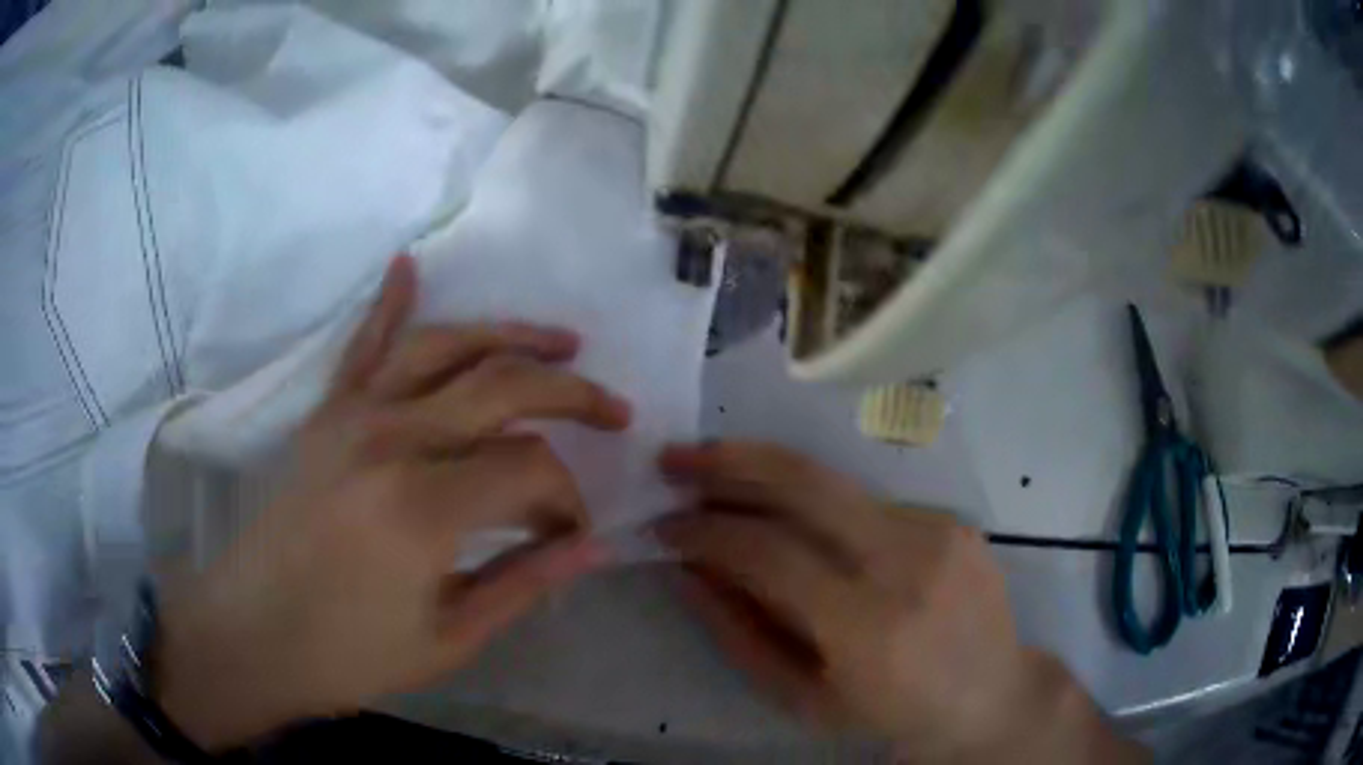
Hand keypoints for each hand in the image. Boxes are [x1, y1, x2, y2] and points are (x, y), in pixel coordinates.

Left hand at [153, 255, 630, 748]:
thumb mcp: (448, 639)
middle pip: (501, 386)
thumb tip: (594, 546)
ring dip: (509, 336)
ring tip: (561, 343)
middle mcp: (390, 439)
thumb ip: (524, 583)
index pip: (530, 468)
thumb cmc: (349, 654)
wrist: (253, 634)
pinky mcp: (325, 415)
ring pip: (444, 346)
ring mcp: (352, 417)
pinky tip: (410, 264)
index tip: (573, 534)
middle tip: (615, 413)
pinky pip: (362, 345)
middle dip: (570, 395)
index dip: (568, 499)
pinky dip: (388, 301)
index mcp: (423, 507)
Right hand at [657, 442, 1143, 762]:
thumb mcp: (803, 697)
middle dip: (729, 462)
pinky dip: (821, 507)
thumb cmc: (891, 713)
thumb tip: (685, 572)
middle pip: (805, 484)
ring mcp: (938, 530)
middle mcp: (907, 562)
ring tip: (718, 472)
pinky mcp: (952, 519)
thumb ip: (738, 634)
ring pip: (834, 485)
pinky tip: (801, 524)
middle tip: (676, 460)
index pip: (768, 553)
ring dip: (767, 475)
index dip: (705, 532)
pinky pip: (868, 504)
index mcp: (867, 626)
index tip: (661, 526)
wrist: (991, 695)